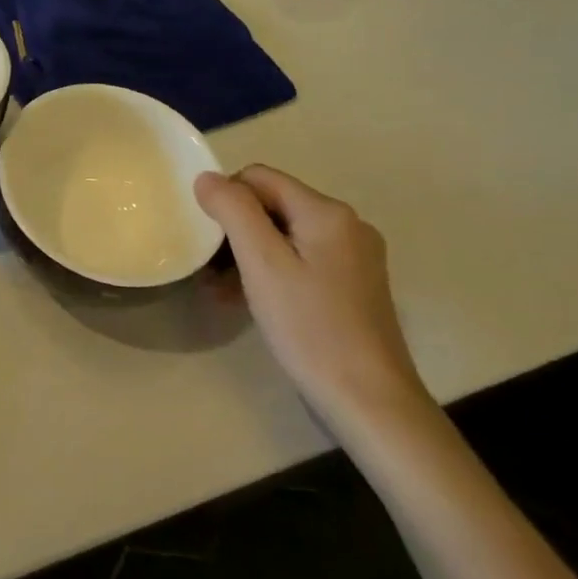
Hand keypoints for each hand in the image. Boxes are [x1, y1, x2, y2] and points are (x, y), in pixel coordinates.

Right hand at [195, 165, 429, 436]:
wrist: (370, 401)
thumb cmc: (310, 327)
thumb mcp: (262, 264)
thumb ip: (233, 211)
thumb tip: (207, 177)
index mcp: (327, 212)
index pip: (259, 178)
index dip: (226, 199)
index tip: (209, 240)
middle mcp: (347, 225)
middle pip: (273, 205)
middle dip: (235, 230)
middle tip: (209, 270)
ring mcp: (354, 256)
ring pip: (284, 235)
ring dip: (248, 255)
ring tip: (221, 291)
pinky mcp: (354, 285)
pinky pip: (301, 260)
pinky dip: (272, 272)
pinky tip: (251, 301)